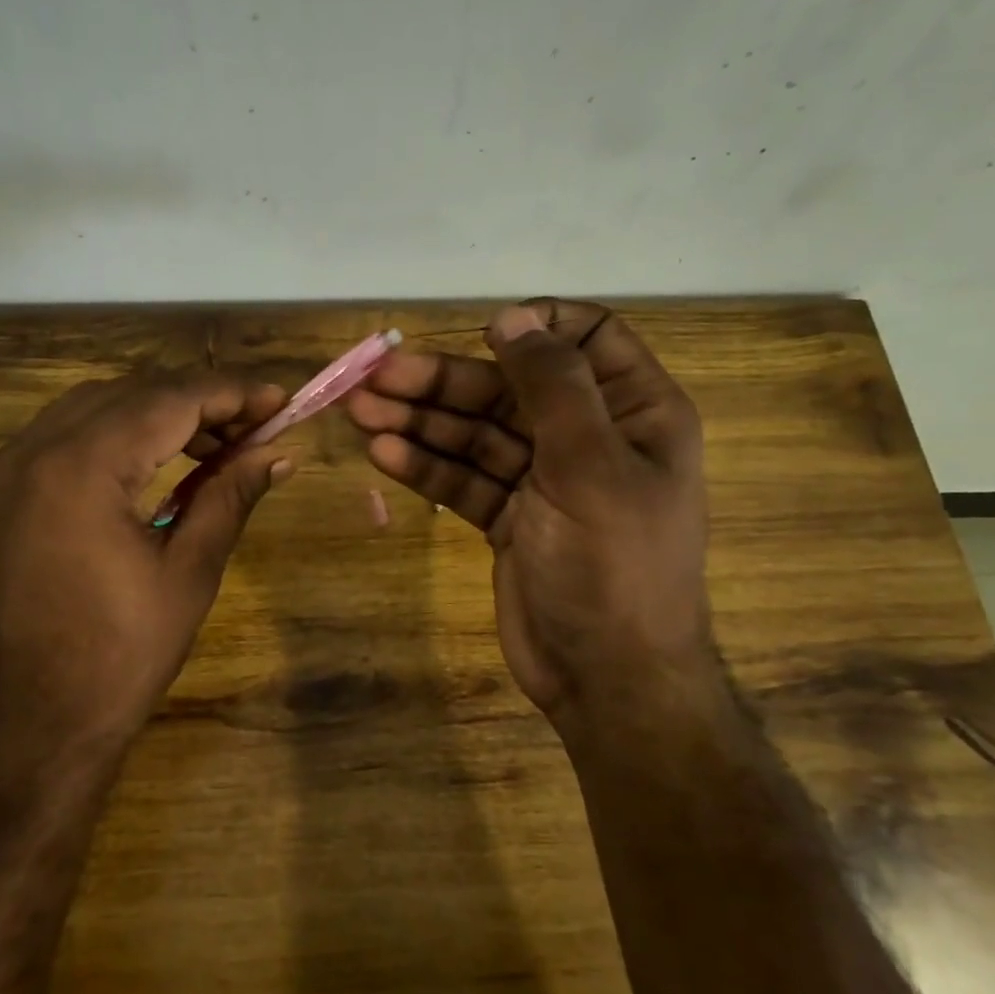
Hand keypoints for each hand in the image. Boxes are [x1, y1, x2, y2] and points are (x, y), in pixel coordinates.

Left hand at [0, 371, 290, 765]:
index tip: (280, 400)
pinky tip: (157, 461)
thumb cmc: (118, 657)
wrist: (28, 729)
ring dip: (159, 412)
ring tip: (215, 445)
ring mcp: (9, 469)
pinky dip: (119, 434)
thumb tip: (279, 453)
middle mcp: (36, 449)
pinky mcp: (2, 492)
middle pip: (132, 392)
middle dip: (199, 401)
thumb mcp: (188, 572)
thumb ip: (230, 496)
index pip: (169, 399)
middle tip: (255, 427)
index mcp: (82, 466)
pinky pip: (68, 435)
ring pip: (98, 406)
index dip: (231, 393)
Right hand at [346, 299, 713, 726]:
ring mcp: (544, 479)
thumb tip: (513, 315)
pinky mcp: (509, 516)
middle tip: (375, 379)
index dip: (535, 325)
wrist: (607, 678)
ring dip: (420, 421)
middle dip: (444, 382)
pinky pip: (464, 478)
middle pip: (509, 388)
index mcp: (634, 411)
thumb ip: (552, 386)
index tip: (482, 332)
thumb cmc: (614, 564)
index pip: (589, 337)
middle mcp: (589, 436)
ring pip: (476, 433)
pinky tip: (384, 454)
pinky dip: (426, 466)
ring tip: (360, 412)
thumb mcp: (590, 465)